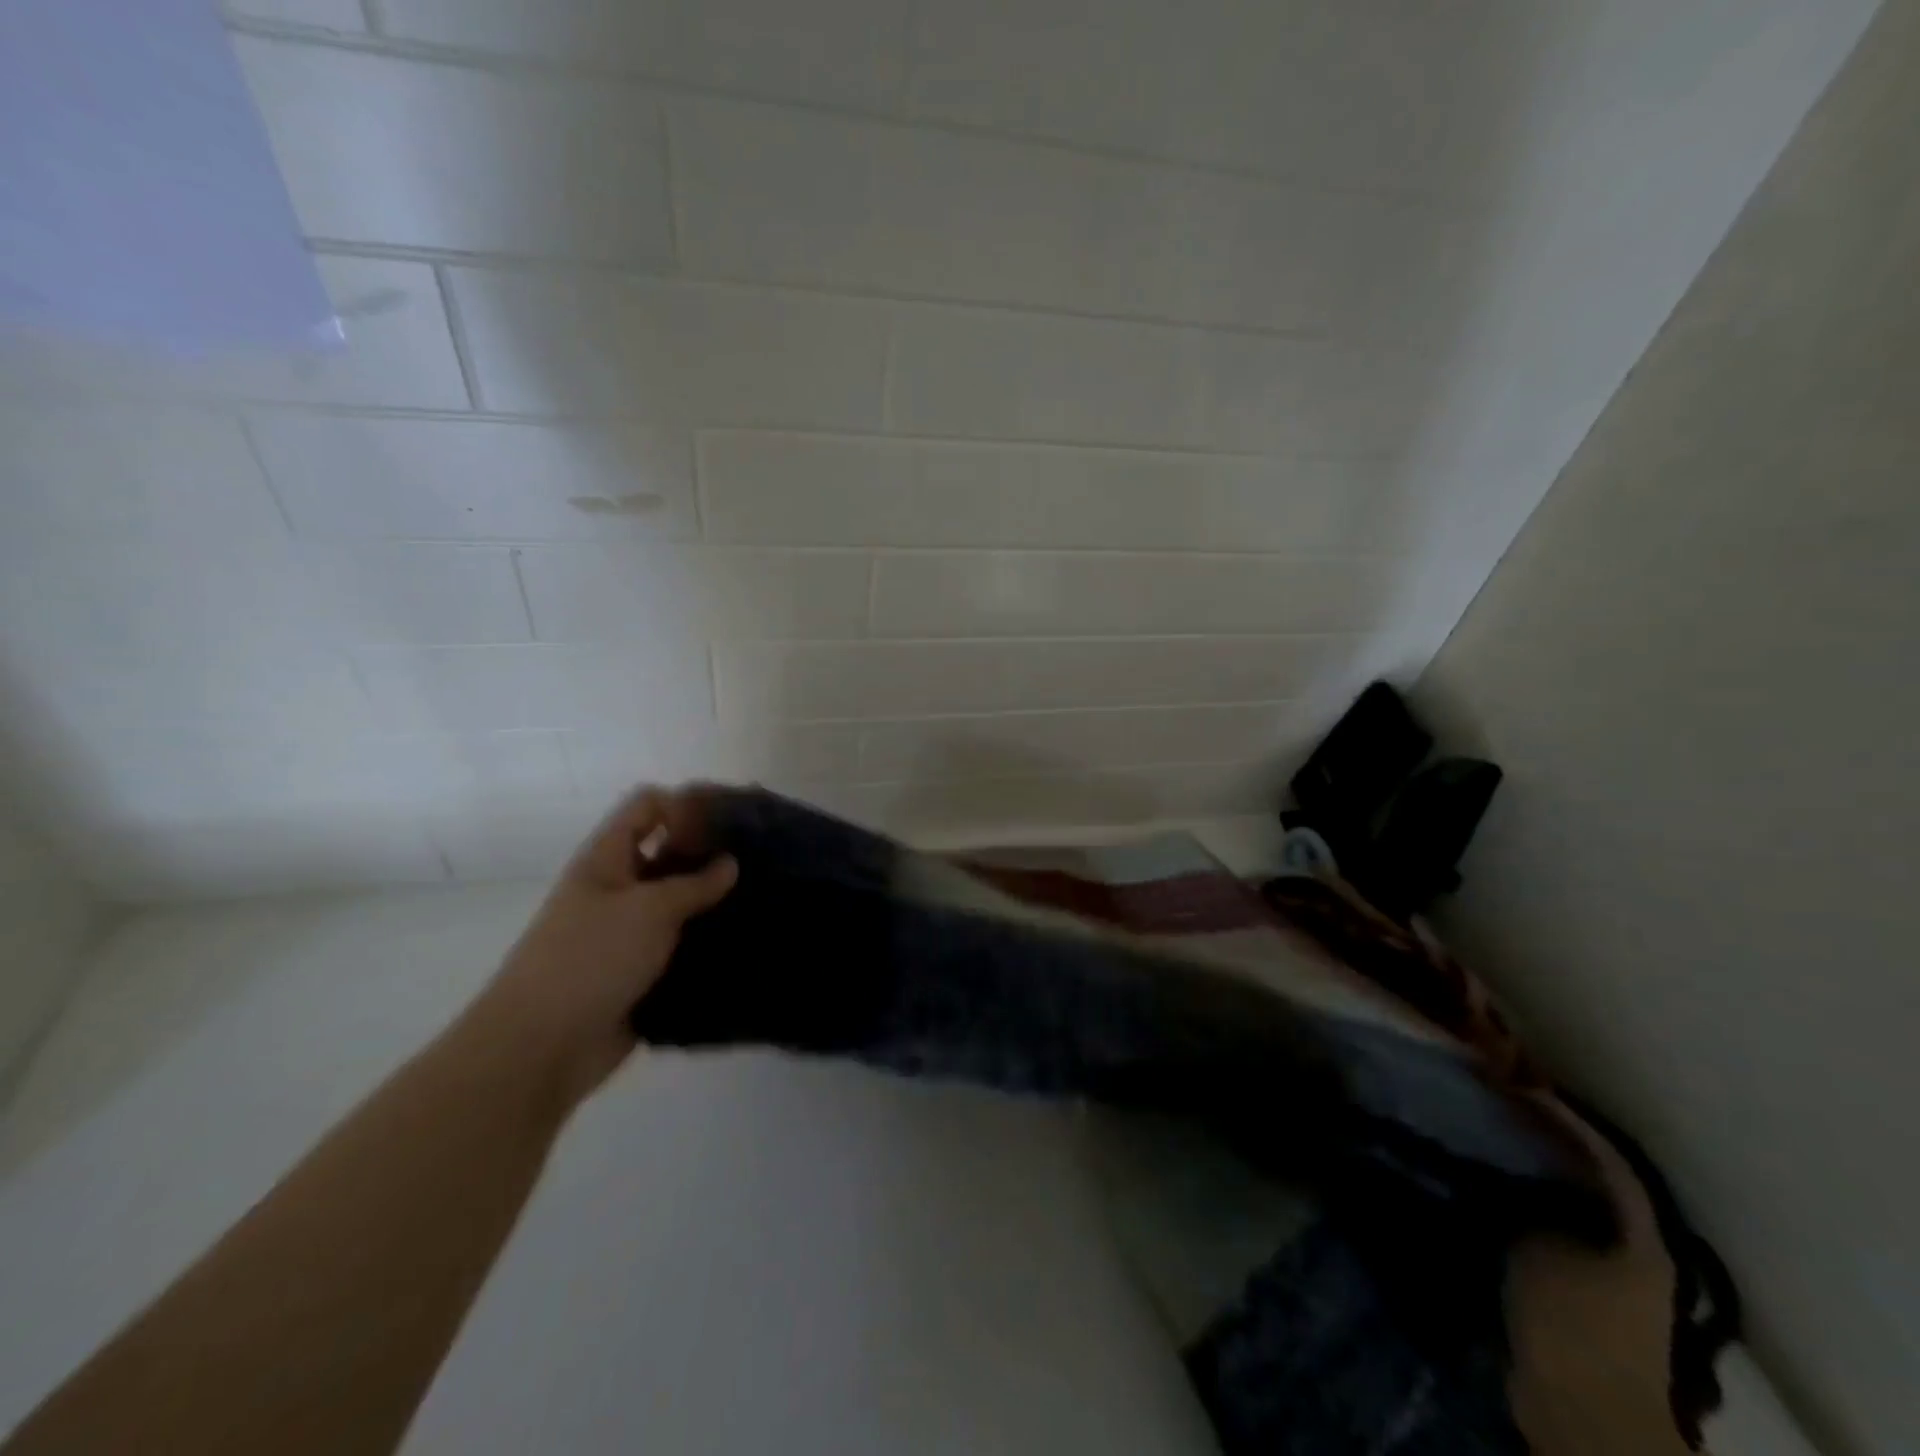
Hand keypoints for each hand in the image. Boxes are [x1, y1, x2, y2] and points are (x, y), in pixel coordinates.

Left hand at [471, 786, 736, 1109]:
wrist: (541, 1047)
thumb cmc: (590, 959)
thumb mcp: (648, 909)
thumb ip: (694, 883)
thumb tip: (730, 864)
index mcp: (607, 859)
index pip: (647, 807)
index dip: (684, 805)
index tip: (730, 821)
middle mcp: (618, 888)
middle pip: (667, 853)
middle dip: (709, 853)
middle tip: (760, 858)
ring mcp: (628, 932)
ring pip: (678, 902)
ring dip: (713, 901)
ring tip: (764, 897)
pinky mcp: (641, 971)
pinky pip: (680, 945)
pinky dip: (707, 942)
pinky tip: (745, 940)